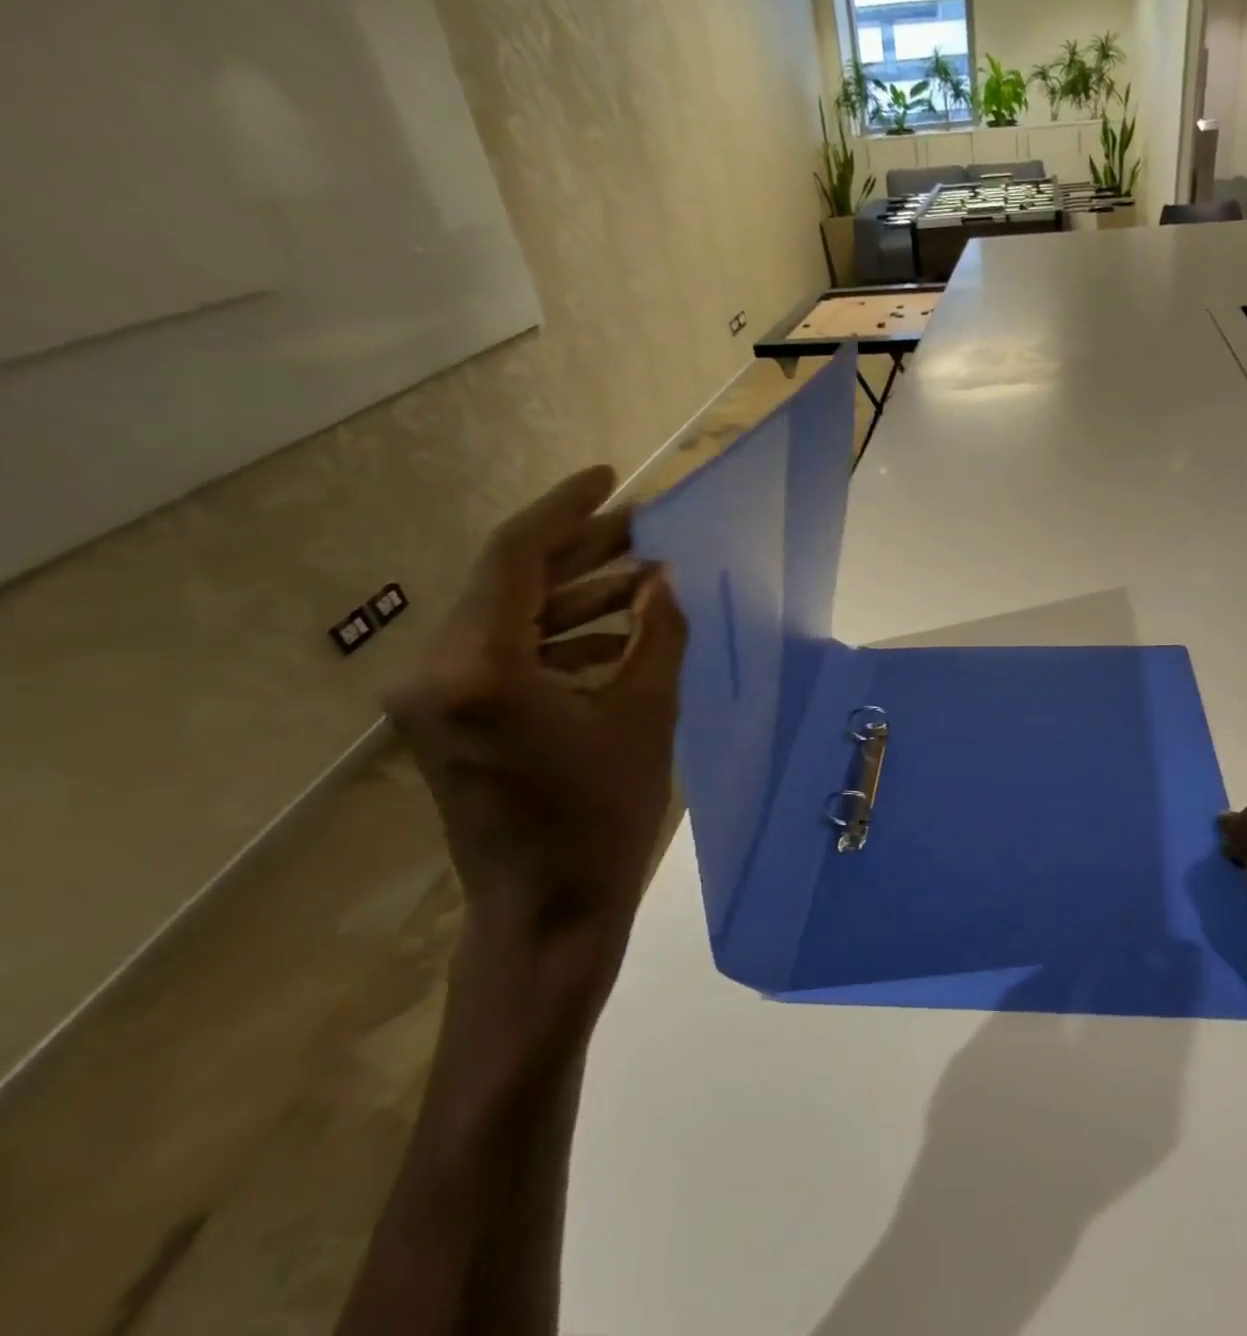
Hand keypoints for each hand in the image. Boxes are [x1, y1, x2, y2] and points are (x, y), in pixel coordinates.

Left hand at [386, 466, 686, 1008]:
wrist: (545, 915)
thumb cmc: (602, 817)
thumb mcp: (645, 715)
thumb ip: (656, 633)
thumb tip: (662, 579)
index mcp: (479, 668)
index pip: (516, 556)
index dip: (567, 510)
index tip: (609, 479)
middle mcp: (437, 672)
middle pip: (510, 583)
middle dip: (582, 552)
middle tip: (644, 530)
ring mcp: (436, 699)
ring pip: (510, 619)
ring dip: (576, 598)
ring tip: (645, 582)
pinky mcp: (450, 721)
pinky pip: (506, 657)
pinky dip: (560, 641)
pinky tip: (618, 638)